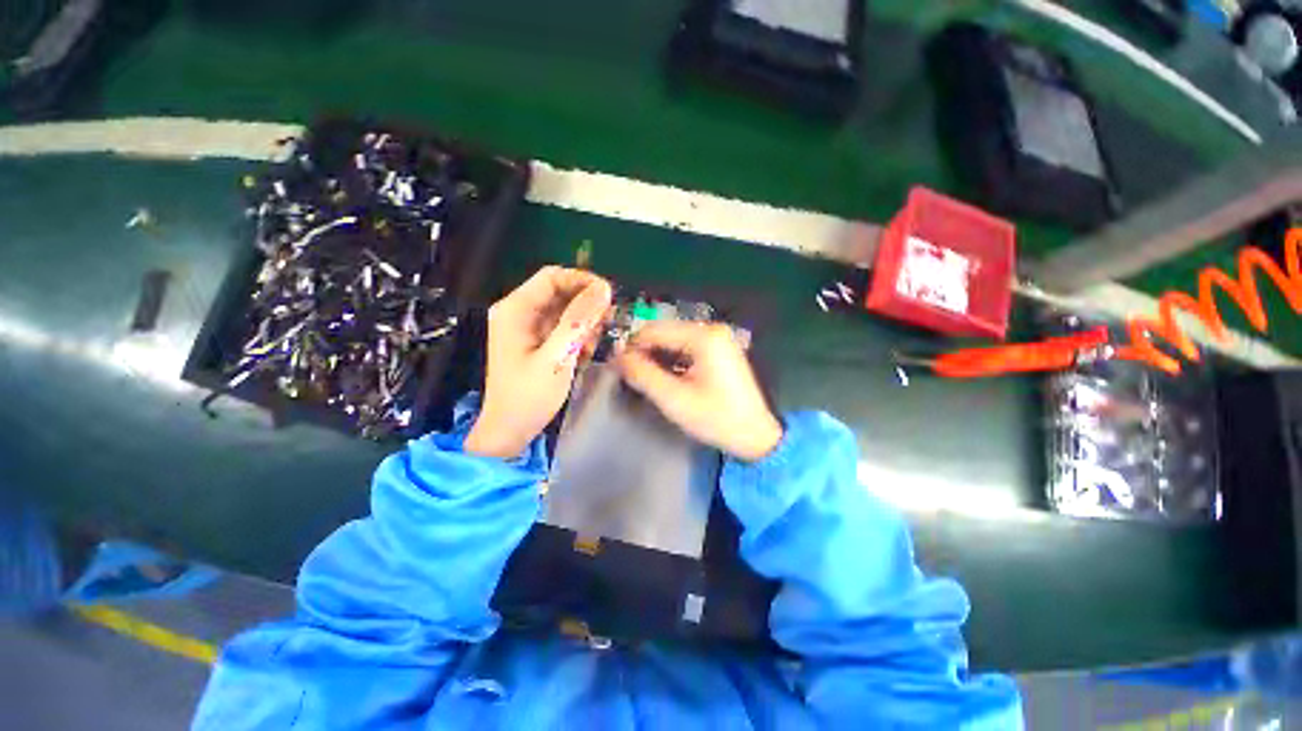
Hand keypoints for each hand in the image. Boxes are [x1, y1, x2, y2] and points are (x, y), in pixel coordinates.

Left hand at [465, 266, 611, 458]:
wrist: (509, 431)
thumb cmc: (528, 397)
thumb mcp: (557, 357)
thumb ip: (578, 321)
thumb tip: (603, 289)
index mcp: (515, 310)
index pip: (552, 277)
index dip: (582, 281)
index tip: (609, 296)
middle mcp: (520, 313)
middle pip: (560, 293)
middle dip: (586, 306)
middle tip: (607, 325)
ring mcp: (529, 329)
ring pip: (566, 311)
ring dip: (585, 325)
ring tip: (592, 347)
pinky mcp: (538, 343)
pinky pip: (564, 328)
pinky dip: (578, 337)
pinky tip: (584, 355)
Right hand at [615, 321, 782, 461]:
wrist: (757, 435)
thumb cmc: (716, 418)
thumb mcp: (674, 399)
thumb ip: (643, 375)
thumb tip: (618, 358)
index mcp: (703, 337)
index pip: (654, 331)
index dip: (631, 347)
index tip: (616, 367)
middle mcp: (711, 330)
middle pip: (665, 333)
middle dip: (645, 353)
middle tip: (630, 376)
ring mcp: (718, 339)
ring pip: (674, 341)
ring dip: (657, 357)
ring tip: (646, 380)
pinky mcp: (720, 350)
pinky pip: (687, 348)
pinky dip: (672, 360)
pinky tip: (666, 378)